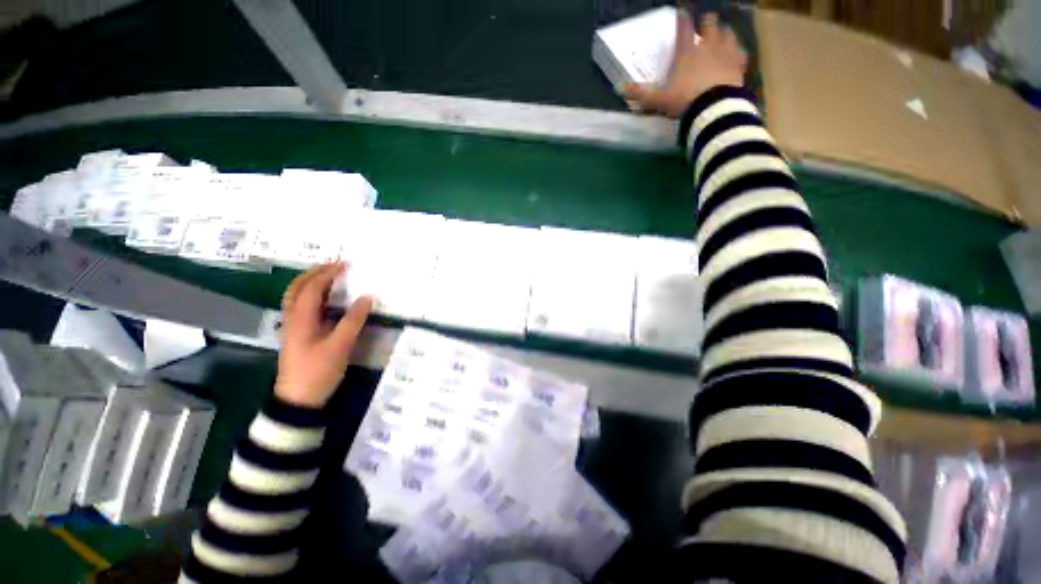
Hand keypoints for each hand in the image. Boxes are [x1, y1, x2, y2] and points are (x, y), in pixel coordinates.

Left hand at [275, 262, 373, 407]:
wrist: (298, 399)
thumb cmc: (318, 371)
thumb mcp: (340, 346)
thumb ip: (353, 320)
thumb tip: (367, 297)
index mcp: (301, 319)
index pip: (312, 288)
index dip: (328, 273)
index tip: (345, 264)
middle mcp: (293, 319)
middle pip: (297, 288)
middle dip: (314, 273)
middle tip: (334, 265)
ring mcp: (293, 328)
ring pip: (296, 297)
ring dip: (310, 283)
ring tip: (329, 277)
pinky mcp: (298, 336)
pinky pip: (302, 308)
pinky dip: (312, 296)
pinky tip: (325, 300)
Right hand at [623, 10, 747, 118]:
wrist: (713, 108)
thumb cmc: (684, 101)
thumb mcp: (658, 100)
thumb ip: (640, 94)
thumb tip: (620, 88)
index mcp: (687, 53)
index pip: (683, 29)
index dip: (682, 19)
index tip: (682, 12)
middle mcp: (707, 47)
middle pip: (710, 25)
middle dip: (707, 23)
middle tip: (706, 22)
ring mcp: (725, 54)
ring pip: (728, 34)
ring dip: (724, 33)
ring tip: (723, 34)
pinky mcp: (738, 65)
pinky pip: (741, 53)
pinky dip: (738, 52)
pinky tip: (737, 54)